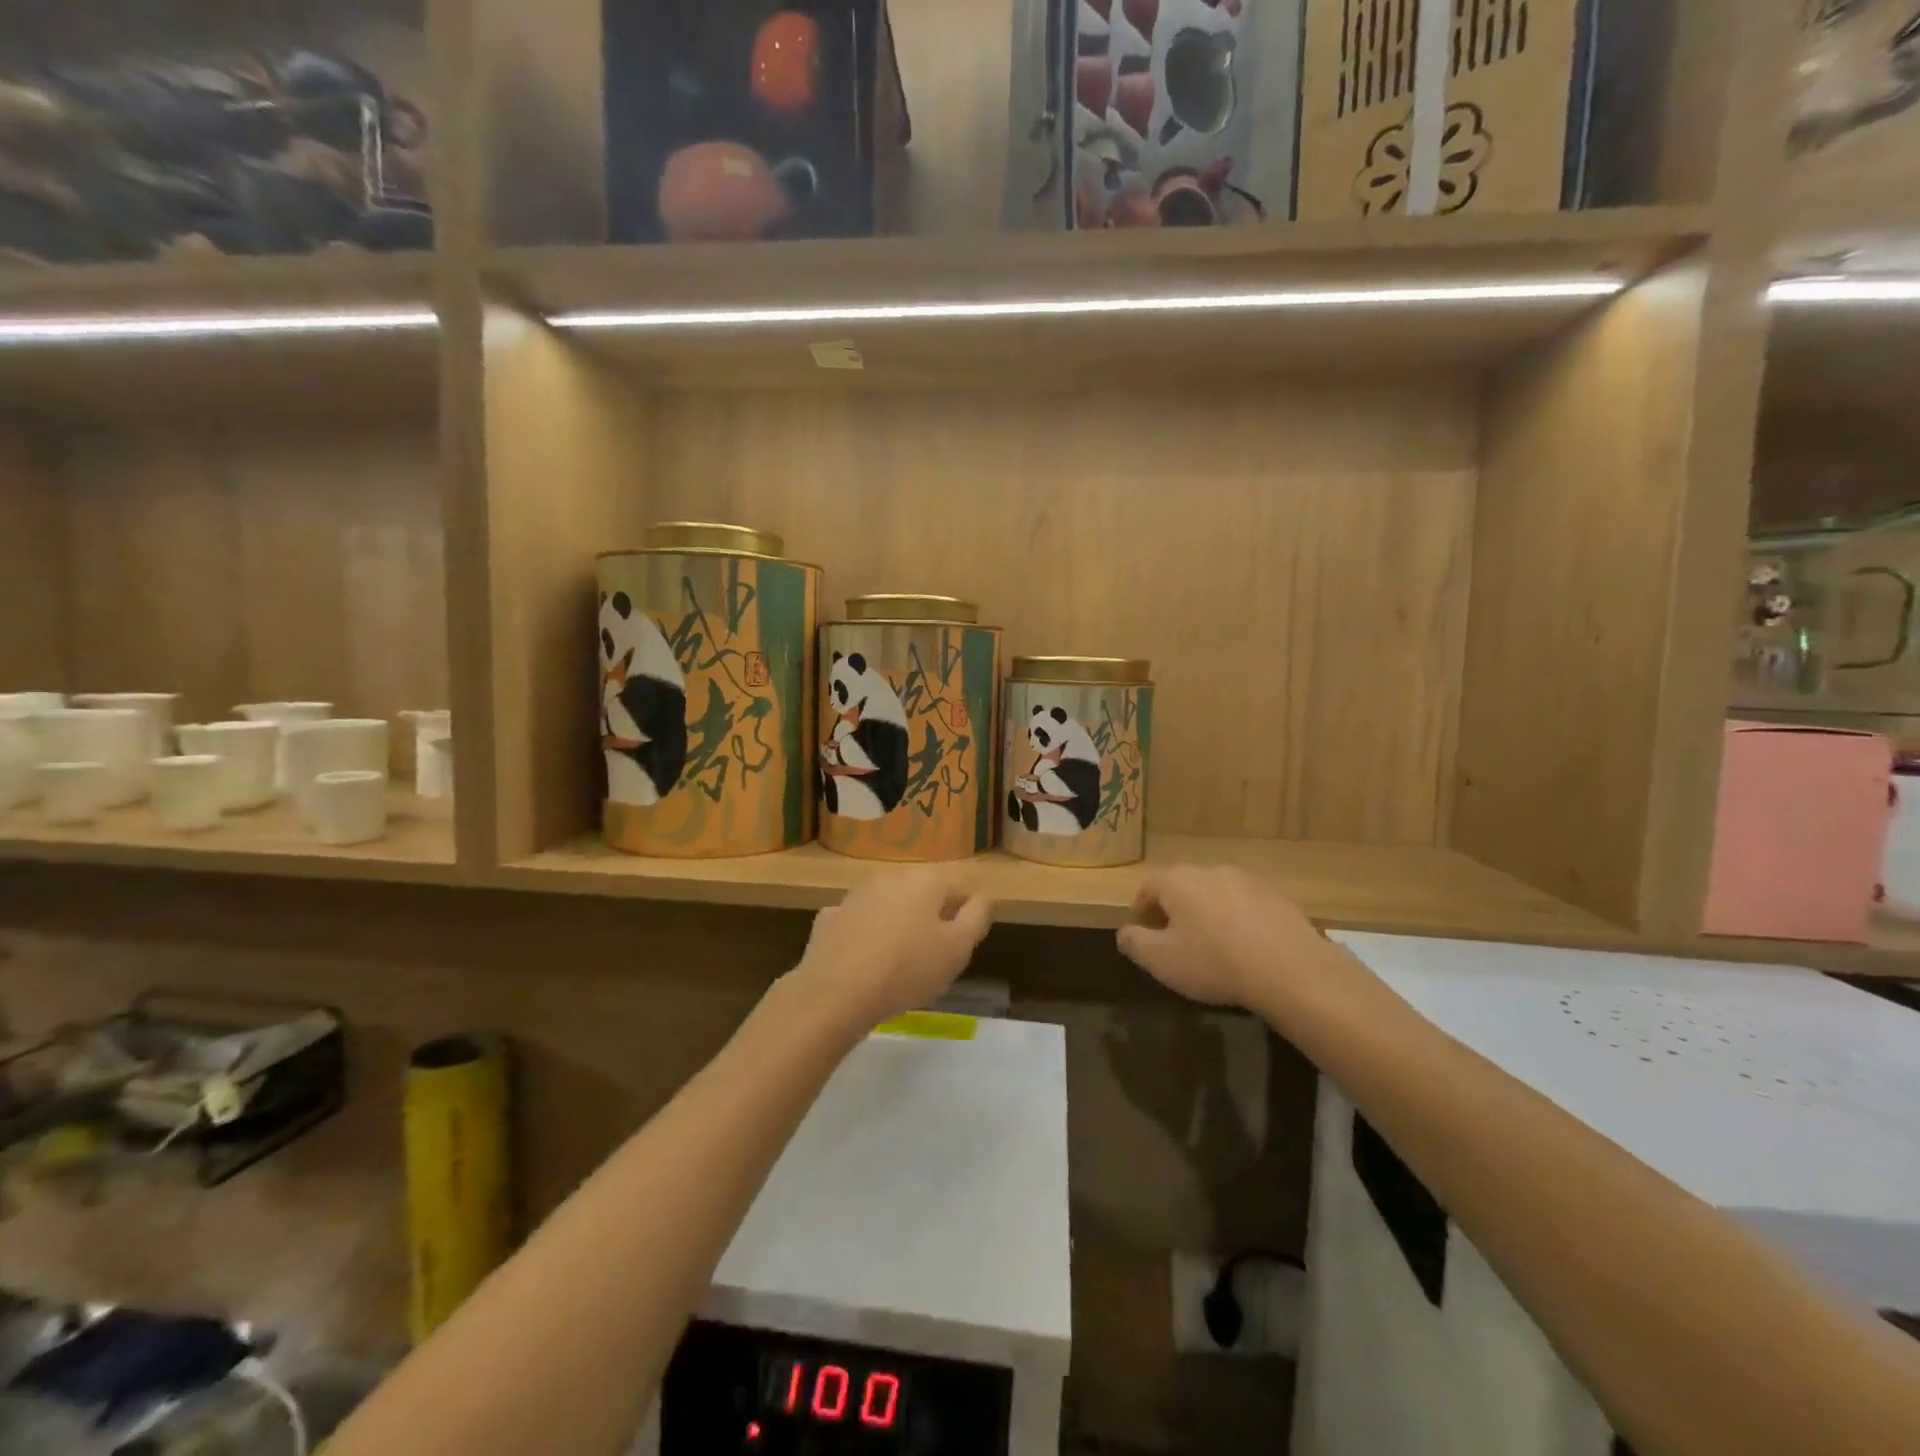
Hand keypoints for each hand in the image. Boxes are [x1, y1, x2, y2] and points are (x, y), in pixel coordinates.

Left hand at [792, 866, 992, 1030]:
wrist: (835, 992)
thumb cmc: (907, 969)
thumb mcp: (959, 948)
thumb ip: (978, 916)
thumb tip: (984, 896)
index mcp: (926, 879)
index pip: (961, 888)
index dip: (968, 916)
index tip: (963, 946)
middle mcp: (891, 876)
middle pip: (924, 893)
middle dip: (933, 918)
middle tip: (934, 956)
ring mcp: (856, 894)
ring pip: (890, 904)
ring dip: (899, 924)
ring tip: (899, 962)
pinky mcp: (830, 916)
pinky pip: (860, 922)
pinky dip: (867, 934)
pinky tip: (865, 961)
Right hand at [1116, 866, 1335, 1010]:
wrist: (1292, 970)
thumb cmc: (1214, 962)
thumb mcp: (1161, 961)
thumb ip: (1134, 943)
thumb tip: (1125, 933)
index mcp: (1177, 880)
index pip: (1147, 886)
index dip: (1140, 910)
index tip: (1143, 934)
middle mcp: (1210, 870)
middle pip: (1182, 886)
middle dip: (1174, 910)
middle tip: (1175, 941)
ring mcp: (1248, 879)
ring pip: (1215, 893)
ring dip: (1208, 913)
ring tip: (1212, 945)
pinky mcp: (1278, 896)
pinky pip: (1246, 904)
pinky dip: (1238, 920)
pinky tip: (1245, 948)